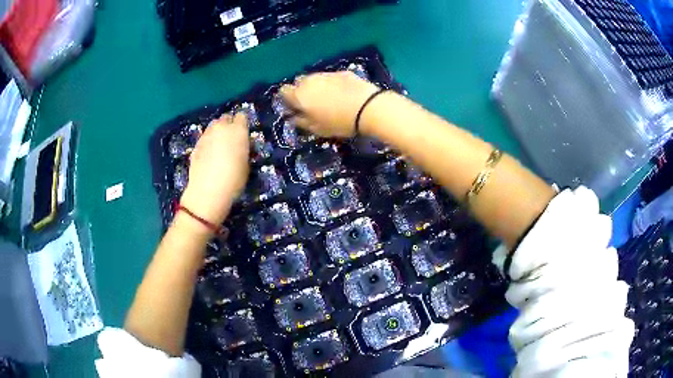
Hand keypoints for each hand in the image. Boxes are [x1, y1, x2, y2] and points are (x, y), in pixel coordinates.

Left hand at [180, 113, 249, 224]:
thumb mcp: (246, 164)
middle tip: (231, 139)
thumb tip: (240, 146)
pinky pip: (204, 138)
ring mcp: (206, 135)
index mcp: (238, 130)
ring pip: (213, 126)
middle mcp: (221, 128)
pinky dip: (208, 142)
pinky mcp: (196, 145)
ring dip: (217, 132)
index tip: (243, 133)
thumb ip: (243, 149)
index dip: (242, 124)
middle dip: (228, 125)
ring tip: (218, 146)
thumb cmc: (234, 179)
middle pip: (225, 118)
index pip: (242, 116)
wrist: (208, 191)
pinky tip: (208, 155)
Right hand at [280, 71, 378, 137]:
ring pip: (314, 78)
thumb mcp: (317, 129)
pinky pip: (330, 77)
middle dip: (302, 91)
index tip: (295, 107)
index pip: (283, 91)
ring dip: (316, 86)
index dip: (287, 99)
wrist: (368, 107)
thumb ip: (301, 122)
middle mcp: (309, 80)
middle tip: (312, 104)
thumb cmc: (339, 122)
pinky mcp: (341, 72)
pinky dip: (331, 84)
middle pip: (299, 82)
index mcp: (299, 95)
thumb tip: (292, 117)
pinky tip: (342, 93)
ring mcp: (326, 74)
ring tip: (328, 99)